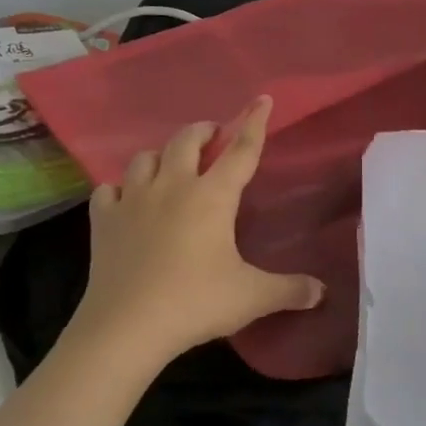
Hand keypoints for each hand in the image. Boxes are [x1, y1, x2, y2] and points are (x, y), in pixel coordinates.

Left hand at [72, 96, 323, 365]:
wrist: (127, 326)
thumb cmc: (196, 302)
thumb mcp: (251, 297)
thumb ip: (289, 290)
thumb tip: (321, 292)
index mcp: (212, 197)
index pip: (240, 151)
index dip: (254, 123)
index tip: (261, 99)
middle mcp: (172, 187)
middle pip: (186, 140)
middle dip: (203, 132)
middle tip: (212, 137)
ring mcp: (133, 201)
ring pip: (144, 158)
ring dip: (161, 155)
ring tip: (170, 165)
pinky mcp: (104, 221)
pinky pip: (109, 190)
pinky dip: (120, 189)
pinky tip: (126, 200)